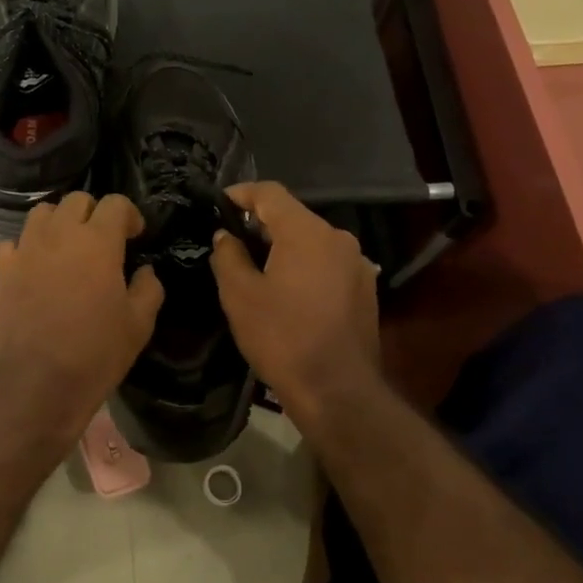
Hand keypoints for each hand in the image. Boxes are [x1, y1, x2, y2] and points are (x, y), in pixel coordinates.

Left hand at [0, 192, 163, 444]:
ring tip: (67, 247)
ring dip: (59, 222)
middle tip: (103, 240)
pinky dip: (28, 247)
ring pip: (42, 213)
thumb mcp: (139, 324)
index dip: (130, 215)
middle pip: (77, 200)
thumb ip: (148, 289)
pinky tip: (36, 266)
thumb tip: (145, 271)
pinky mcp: (2, 270)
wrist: (37, 381)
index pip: (116, 204)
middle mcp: (60, 234)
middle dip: (94, 213)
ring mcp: (26, 249)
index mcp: (98, 241)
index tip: (135, 236)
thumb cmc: (96, 351)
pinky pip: (14, 242)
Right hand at [210, 181, 380, 424]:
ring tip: (257, 269)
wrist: (338, 390)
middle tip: (232, 243)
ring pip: (311, 241)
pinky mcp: (365, 289)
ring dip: (283, 247)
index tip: (218, 204)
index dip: (240, 193)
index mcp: (307, 232)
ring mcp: (356, 263)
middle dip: (260, 224)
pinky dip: (304, 266)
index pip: (270, 193)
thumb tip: (225, 236)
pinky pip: (327, 264)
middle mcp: (338, 238)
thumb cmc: (282, 338)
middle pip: (293, 216)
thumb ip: (228, 256)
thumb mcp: (240, 296)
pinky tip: (288, 293)